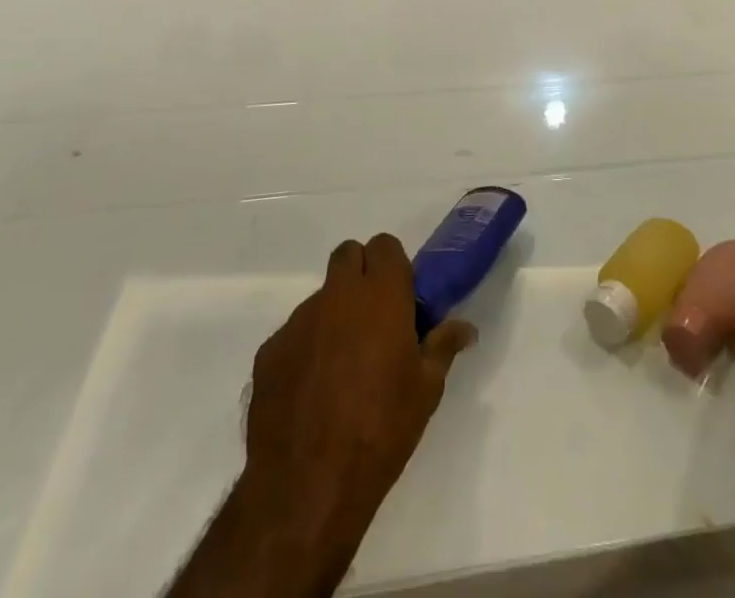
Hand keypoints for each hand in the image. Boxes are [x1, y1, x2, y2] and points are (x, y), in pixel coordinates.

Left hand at [241, 235, 474, 550]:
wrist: (308, 488)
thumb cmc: (381, 430)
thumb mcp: (426, 390)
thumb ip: (443, 346)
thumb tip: (465, 328)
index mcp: (381, 296)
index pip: (385, 245)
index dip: (393, 265)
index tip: (400, 297)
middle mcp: (337, 296)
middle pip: (348, 255)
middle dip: (361, 273)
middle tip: (373, 317)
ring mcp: (298, 322)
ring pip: (321, 298)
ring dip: (334, 316)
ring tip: (342, 367)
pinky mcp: (269, 352)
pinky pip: (293, 335)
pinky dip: (306, 350)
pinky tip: (312, 393)